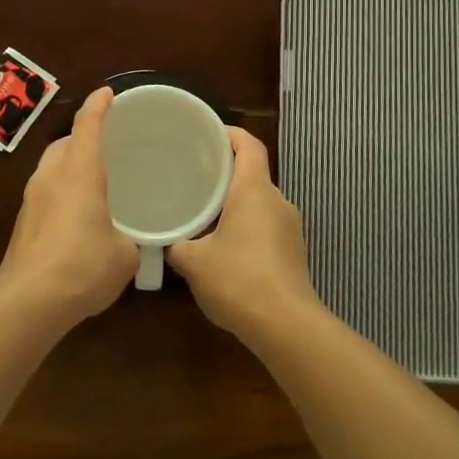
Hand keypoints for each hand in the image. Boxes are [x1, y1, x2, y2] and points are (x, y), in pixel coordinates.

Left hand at [0, 86, 138, 323]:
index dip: (98, 106)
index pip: (88, 125)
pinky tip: (75, 216)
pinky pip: (44, 194)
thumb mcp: (124, 255)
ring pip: (50, 168)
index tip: (107, 93)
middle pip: (64, 143)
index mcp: (80, 172)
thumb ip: (128, 241)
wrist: (29, 300)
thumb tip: (126, 243)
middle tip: (103, 144)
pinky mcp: (22, 224)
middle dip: (81, 137)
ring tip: (90, 181)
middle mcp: (52, 176)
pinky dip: (60, 193)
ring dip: (68, 166)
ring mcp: (31, 200)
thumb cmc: (84, 265)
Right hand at [167, 127, 324, 342]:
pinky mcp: (293, 252)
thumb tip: (165, 240)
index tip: (207, 132)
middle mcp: (277, 201)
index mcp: (255, 190)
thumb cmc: (238, 279)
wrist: (285, 325)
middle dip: (226, 171)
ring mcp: (290, 228)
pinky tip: (223, 245)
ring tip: (204, 209)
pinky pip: (266, 226)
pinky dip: (245, 226)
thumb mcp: (194, 261)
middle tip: (194, 173)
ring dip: (235, 202)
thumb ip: (176, 245)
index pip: (248, 145)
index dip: (230, 133)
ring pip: (260, 202)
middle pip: (253, 173)